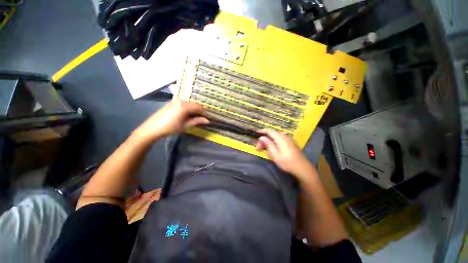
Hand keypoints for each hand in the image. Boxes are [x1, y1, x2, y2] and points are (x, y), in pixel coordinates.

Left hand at [134, 100, 208, 140]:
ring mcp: (175, 101)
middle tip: (203, 118)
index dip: (204, 113)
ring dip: (194, 109)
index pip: (199, 107)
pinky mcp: (171, 103)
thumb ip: (197, 121)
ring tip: (196, 116)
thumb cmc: (170, 127)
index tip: (208, 118)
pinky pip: (184, 103)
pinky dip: (189, 108)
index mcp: (184, 106)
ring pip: (189, 103)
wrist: (153, 128)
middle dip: (200, 110)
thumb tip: (208, 121)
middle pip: (194, 104)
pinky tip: (188, 114)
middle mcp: (181, 101)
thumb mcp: (185, 125)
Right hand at [255, 129, 310, 174]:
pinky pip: (280, 140)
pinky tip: (272, 148)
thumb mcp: (275, 155)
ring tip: (264, 149)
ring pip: (276, 137)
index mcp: (281, 138)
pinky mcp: (291, 143)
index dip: (262, 131)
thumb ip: (268, 145)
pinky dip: (274, 142)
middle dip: (264, 139)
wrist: (303, 168)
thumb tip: (261, 137)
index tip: (256, 133)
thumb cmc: (287, 163)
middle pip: (272, 134)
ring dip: (269, 141)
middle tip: (258, 148)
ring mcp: (289, 140)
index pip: (270, 131)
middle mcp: (285, 137)